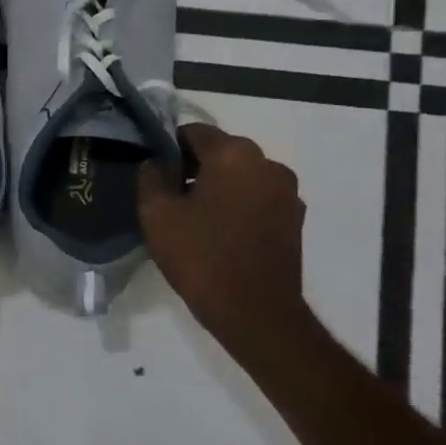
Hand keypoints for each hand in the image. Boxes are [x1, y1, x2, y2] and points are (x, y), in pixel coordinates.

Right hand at [137, 123, 307, 342]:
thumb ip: (151, 176)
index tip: (152, 172)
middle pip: (220, 152)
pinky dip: (235, 205)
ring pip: (239, 176)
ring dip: (215, 187)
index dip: (167, 148)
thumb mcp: (157, 213)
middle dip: (192, 167)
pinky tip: (216, 232)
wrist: (255, 312)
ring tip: (191, 217)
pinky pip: (255, 198)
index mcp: (235, 154)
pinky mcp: (294, 220)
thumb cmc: (201, 256)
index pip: (193, 132)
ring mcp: (287, 193)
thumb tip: (157, 164)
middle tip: (166, 196)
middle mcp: (269, 164)